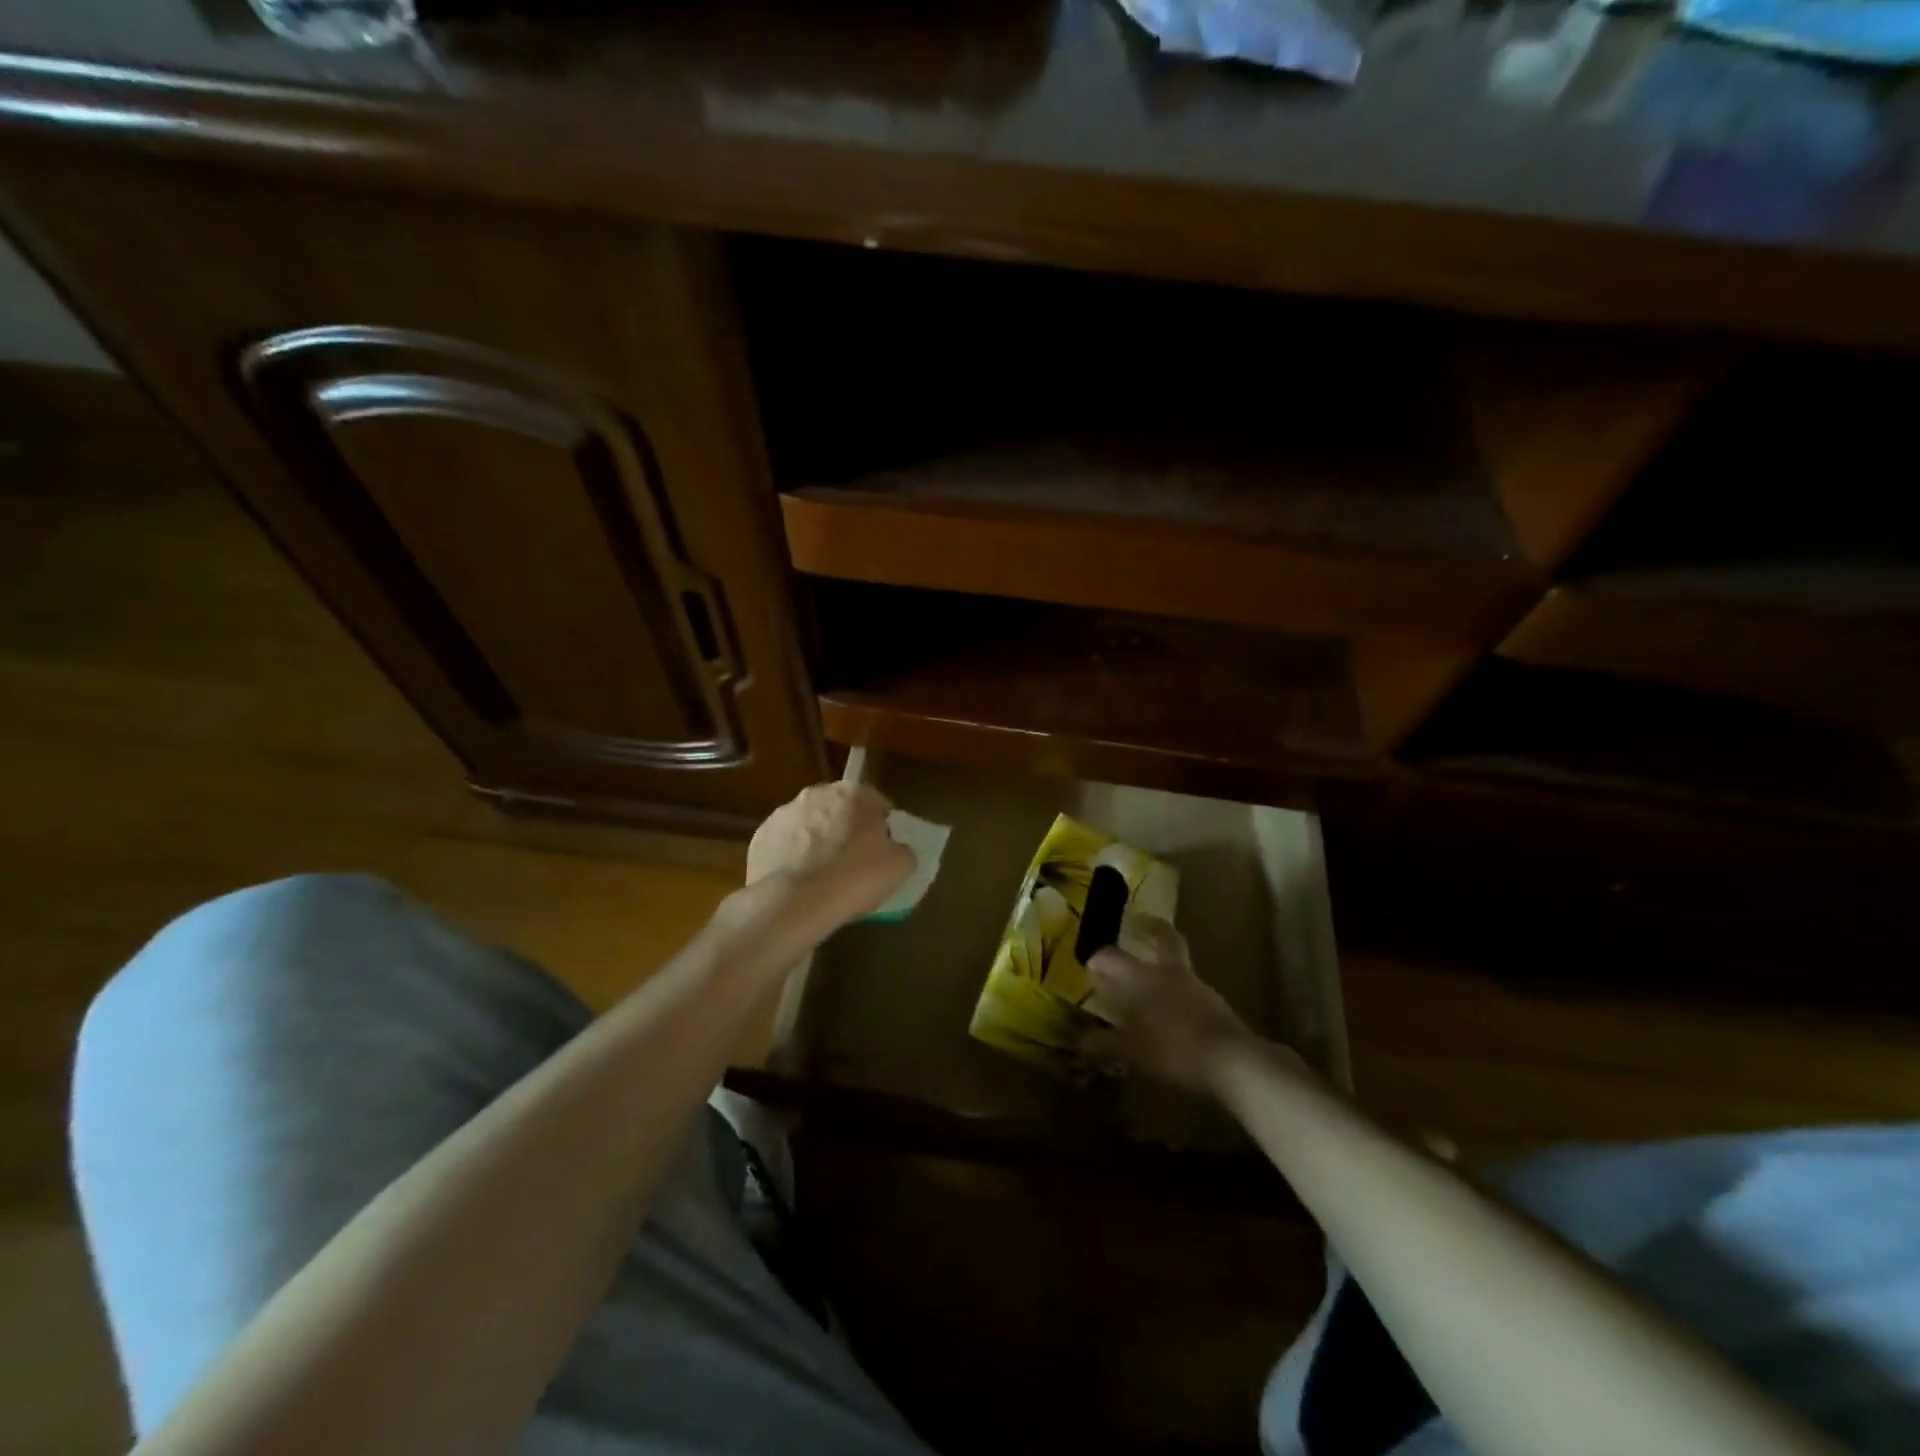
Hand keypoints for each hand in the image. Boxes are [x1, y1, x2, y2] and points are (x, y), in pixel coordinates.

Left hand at [745, 781, 914, 933]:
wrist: (795, 902)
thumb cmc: (854, 877)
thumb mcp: (899, 866)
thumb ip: (902, 850)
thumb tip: (895, 849)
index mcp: (853, 792)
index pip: (876, 802)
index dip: (882, 826)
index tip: (883, 849)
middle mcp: (816, 793)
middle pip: (839, 810)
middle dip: (846, 829)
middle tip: (854, 862)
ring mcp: (783, 813)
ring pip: (809, 825)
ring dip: (817, 842)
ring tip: (824, 876)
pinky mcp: (761, 837)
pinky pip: (785, 845)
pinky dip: (792, 858)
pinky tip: (800, 883)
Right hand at [1080, 917, 1256, 1093]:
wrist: (1231, 1060)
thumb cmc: (1173, 1049)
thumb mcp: (1132, 1052)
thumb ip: (1105, 1044)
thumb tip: (1081, 1044)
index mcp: (1140, 978)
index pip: (1110, 956)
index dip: (1098, 959)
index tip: (1091, 965)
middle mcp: (1167, 972)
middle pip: (1162, 937)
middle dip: (1151, 928)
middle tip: (1140, 923)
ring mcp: (1195, 984)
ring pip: (1178, 961)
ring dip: (1165, 961)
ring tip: (1152, 979)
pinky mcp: (1215, 1002)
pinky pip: (1191, 987)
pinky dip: (1179, 990)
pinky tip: (1174, 1010)